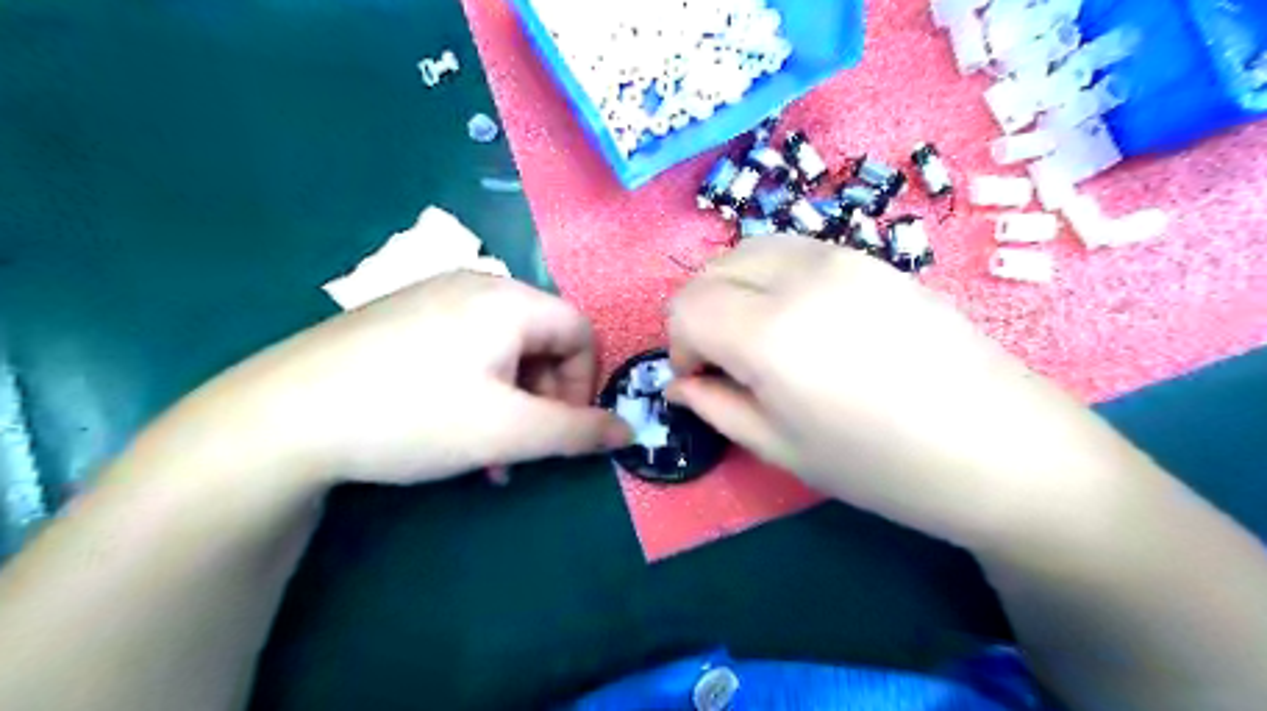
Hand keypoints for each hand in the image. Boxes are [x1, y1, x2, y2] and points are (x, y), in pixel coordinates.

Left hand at [192, 270, 628, 484]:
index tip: (561, 429)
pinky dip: (476, 388)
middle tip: (520, 447)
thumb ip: (579, 432)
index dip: (585, 383)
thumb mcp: (508, 431)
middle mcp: (476, 285)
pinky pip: (465, 349)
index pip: (581, 332)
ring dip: (509, 401)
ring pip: (503, 350)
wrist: (280, 417)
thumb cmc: (413, 416)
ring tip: (485, 451)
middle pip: (541, 340)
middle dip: (543, 398)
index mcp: (509, 299)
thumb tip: (630, 432)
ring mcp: (433, 297)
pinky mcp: (402, 317)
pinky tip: (448, 425)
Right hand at [666, 239, 1142, 549]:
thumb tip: (679, 384)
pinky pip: (793, 251)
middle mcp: (798, 276)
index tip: (700, 378)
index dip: (679, 345)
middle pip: (712, 270)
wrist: (1001, 446)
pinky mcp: (869, 257)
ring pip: (750, 249)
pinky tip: (801, 320)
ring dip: (733, 289)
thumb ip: (716, 407)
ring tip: (759, 338)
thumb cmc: (882, 465)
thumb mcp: (781, 448)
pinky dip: (771, 277)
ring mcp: (840, 256)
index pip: (686, 307)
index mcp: (769, 332)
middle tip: (724, 361)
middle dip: (700, 313)